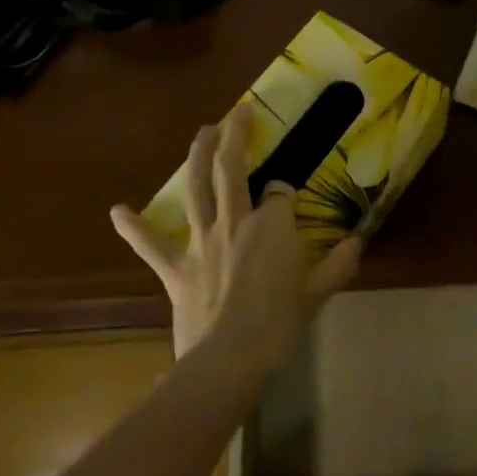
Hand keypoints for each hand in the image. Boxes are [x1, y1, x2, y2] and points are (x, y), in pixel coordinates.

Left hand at [110, 105, 362, 368]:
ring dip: (198, 157)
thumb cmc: (277, 327)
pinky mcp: (176, 268)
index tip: (287, 196)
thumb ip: (337, 265)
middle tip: (238, 113)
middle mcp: (235, 223)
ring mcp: (202, 243)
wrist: (228, 362)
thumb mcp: (315, 295)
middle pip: (233, 170)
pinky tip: (118, 211)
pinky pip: (152, 245)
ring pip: (198, 189)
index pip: (279, 193)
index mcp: (271, 227)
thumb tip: (358, 241)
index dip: (283, 191)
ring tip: (202, 132)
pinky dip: (134, 227)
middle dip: (236, 138)